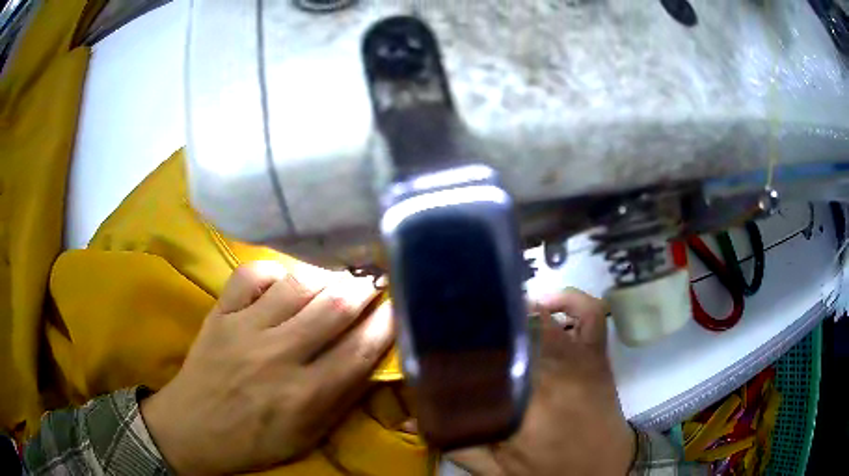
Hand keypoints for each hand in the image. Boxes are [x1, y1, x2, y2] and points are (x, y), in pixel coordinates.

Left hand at [140, 261, 394, 474]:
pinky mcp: (220, 314)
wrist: (194, 429)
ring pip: (298, 284)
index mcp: (305, 396)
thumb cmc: (255, 440)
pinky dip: (275, 271)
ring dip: (327, 276)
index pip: (360, 349)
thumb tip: (370, 358)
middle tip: (375, 280)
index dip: (387, 322)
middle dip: (364, 288)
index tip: (399, 304)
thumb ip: (341, 398)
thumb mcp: (308, 435)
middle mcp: (278, 356)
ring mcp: (244, 330)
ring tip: (338, 278)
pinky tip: (286, 280)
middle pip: (334, 308)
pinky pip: (252, 274)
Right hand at [449, 289, 634, 475]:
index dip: (454, 344)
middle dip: (478, 322)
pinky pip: (589, 312)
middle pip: (507, 332)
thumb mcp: (495, 470)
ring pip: (539, 317)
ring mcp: (579, 358)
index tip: (434, 339)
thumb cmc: (550, 472)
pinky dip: (568, 299)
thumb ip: (454, 445)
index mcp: (522, 408)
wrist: (605, 469)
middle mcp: (551, 375)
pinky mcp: (597, 353)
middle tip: (457, 324)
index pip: (479, 361)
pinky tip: (546, 303)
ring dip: (512, 311)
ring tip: (492, 315)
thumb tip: (407, 421)